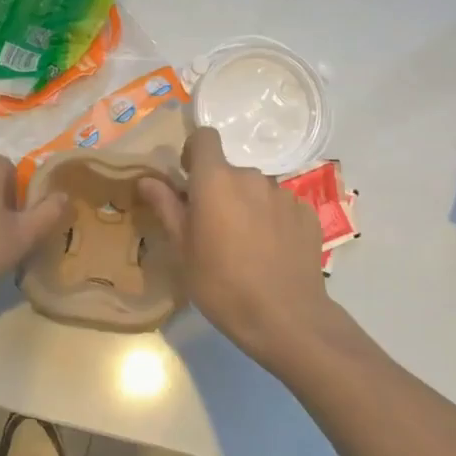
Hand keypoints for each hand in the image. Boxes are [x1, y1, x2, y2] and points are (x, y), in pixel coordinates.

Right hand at [138, 128, 353, 372]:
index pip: (205, 137)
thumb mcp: (183, 250)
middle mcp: (252, 177)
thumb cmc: (221, 284)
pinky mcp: (308, 213)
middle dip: (219, 190)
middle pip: (230, 171)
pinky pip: (282, 206)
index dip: (194, 151)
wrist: (285, 318)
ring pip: (257, 190)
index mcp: (216, 180)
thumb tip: (147, 180)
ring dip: (247, 205)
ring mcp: (284, 194)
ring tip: (246, 245)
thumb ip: (166, 207)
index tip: (188, 179)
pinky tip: (272, 252)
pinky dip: (273, 220)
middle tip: (213, 228)